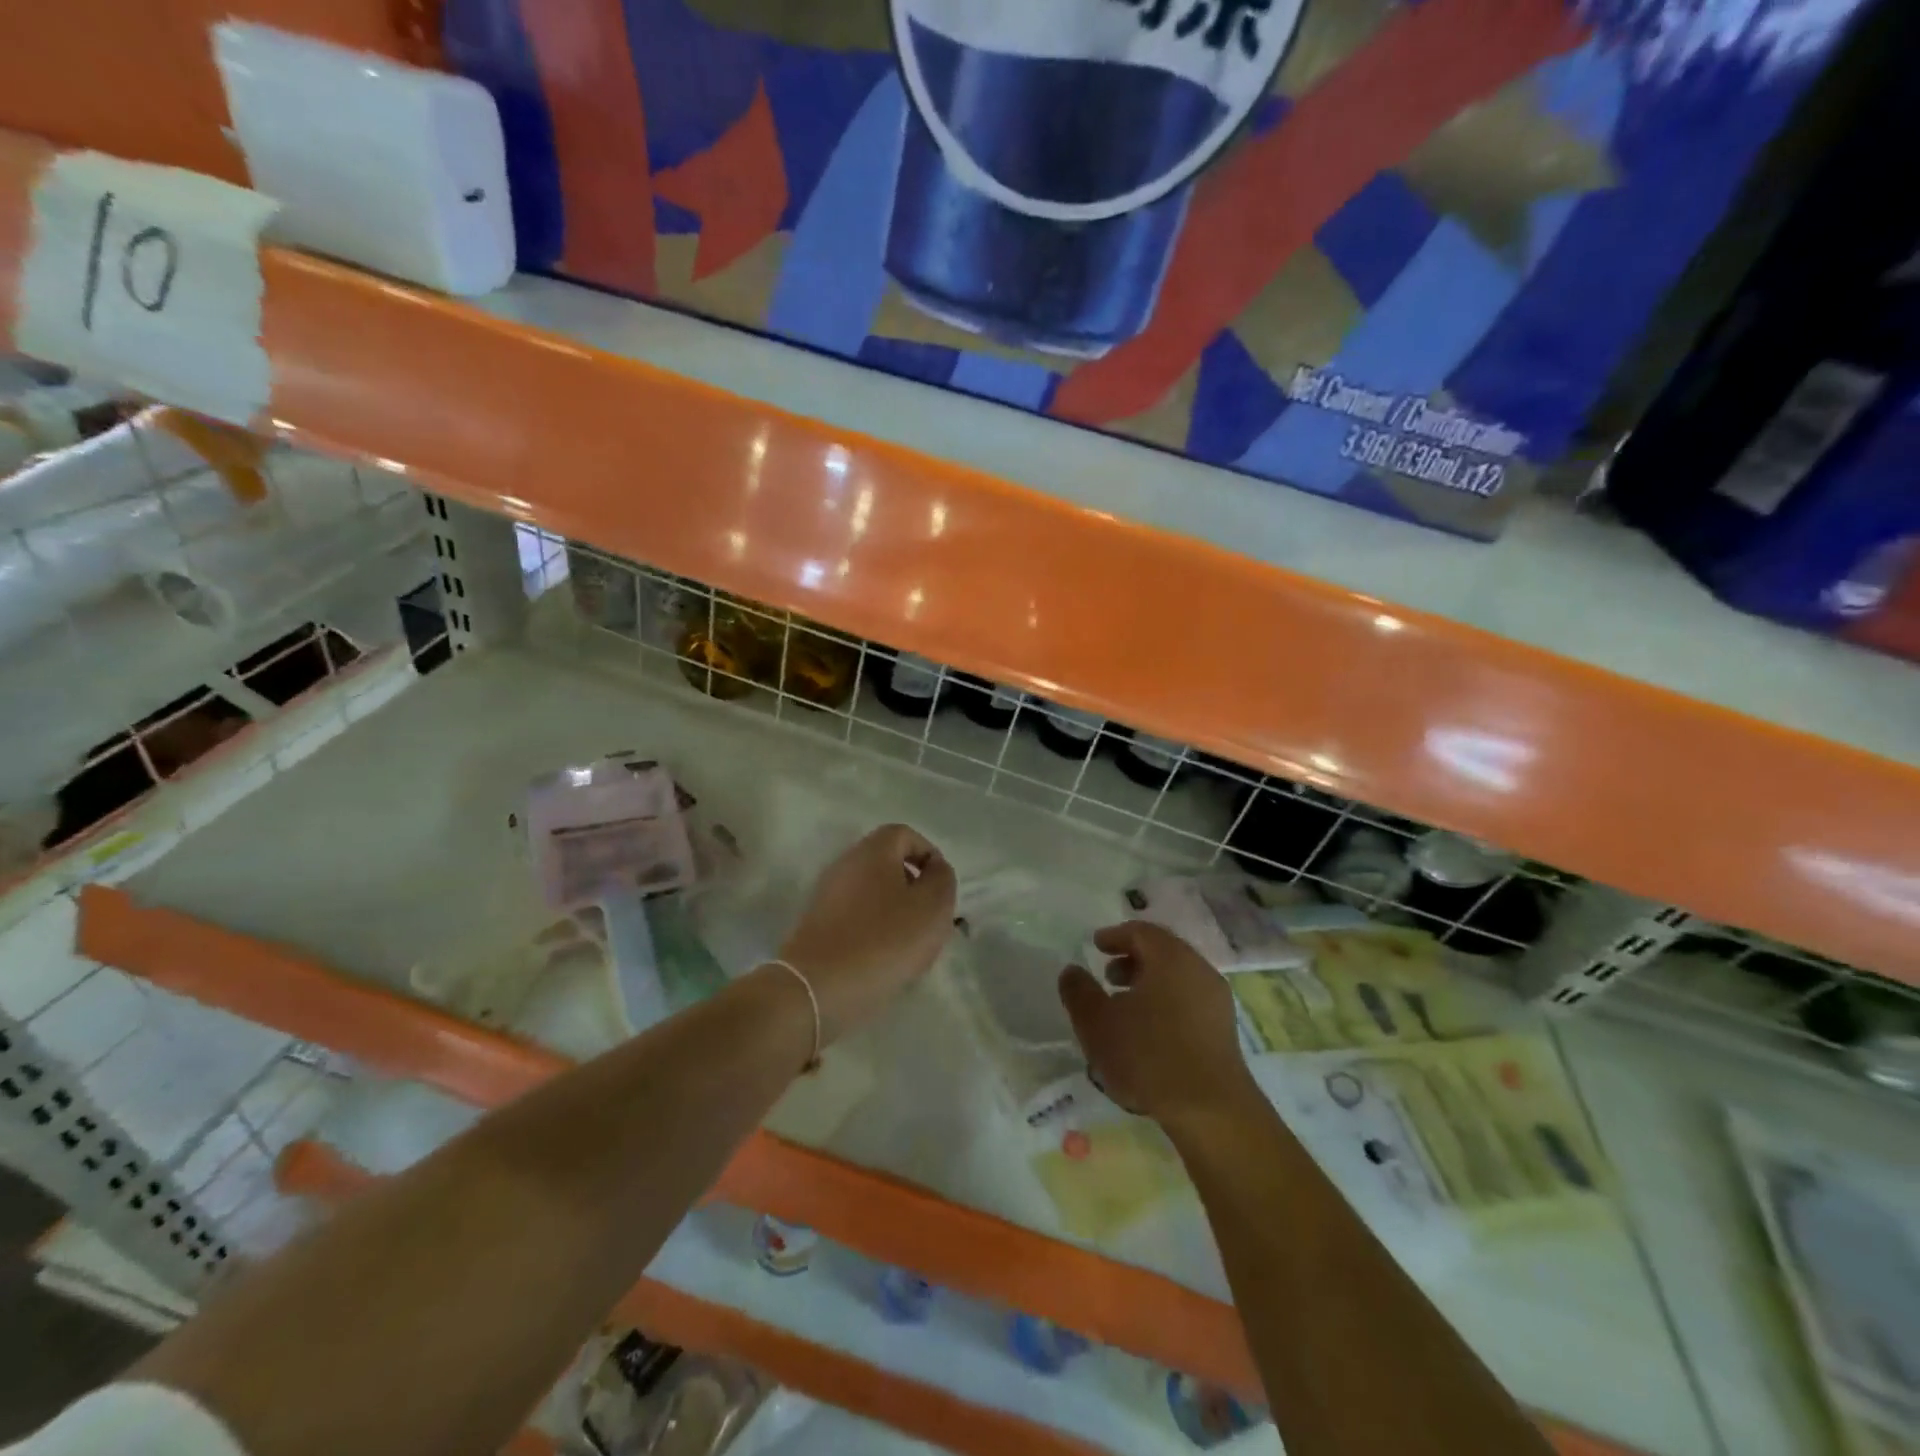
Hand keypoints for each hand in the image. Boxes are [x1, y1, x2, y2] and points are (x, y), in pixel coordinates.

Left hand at [779, 824, 956, 1042]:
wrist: (817, 988)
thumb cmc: (884, 940)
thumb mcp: (932, 907)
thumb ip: (942, 880)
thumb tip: (935, 869)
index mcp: (873, 851)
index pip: (905, 835)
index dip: (929, 855)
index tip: (941, 887)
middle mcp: (846, 864)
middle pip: (888, 864)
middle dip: (914, 888)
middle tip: (930, 920)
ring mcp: (827, 895)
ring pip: (873, 894)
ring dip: (896, 913)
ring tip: (911, 946)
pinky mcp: (818, 926)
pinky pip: (856, 918)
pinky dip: (875, 932)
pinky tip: (884, 961)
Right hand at [1058, 921, 1256, 1126]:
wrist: (1210, 1110)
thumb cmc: (1148, 1056)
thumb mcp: (1097, 1022)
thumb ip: (1079, 991)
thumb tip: (1071, 970)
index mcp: (1170, 957)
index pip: (1141, 932)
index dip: (1115, 936)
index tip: (1096, 946)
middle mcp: (1198, 970)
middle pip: (1163, 952)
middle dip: (1133, 960)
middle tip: (1108, 976)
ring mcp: (1216, 1001)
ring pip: (1178, 978)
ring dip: (1150, 984)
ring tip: (1125, 1007)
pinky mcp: (1224, 1031)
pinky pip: (1190, 1001)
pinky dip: (1167, 1003)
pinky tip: (1150, 1032)